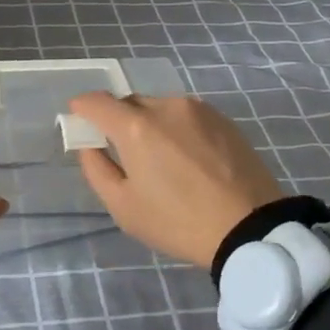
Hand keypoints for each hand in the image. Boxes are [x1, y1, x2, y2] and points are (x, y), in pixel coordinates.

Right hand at [67, 92, 285, 267]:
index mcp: (136, 127)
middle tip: (121, 149)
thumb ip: (97, 169)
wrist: (250, 228)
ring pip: (160, 108)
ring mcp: (198, 110)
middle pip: (130, 102)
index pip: (98, 101)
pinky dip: (177, 129)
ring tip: (160, 158)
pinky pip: (187, 116)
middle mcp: (166, 107)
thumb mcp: (124, 207)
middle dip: (118, 119)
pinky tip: (187, 158)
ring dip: (150, 124)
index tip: (79, 118)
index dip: (83, 107)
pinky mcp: (223, 119)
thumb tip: (90, 145)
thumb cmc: (178, 222)